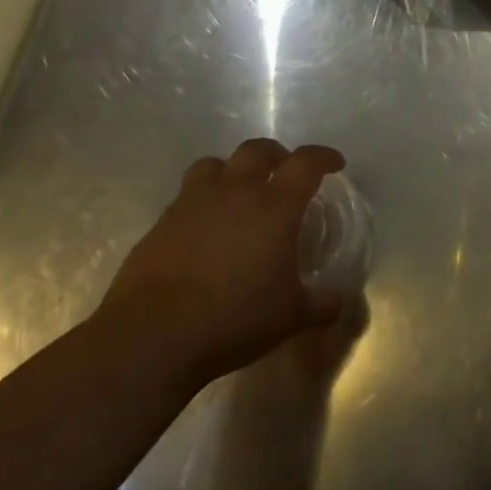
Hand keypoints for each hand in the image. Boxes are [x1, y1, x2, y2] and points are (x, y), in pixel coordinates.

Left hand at [98, 139, 345, 389]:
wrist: (150, 339)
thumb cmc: (233, 319)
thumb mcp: (290, 317)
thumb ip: (320, 304)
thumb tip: (340, 301)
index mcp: (274, 206)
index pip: (306, 163)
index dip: (323, 157)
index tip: (335, 164)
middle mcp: (235, 193)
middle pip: (257, 151)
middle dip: (276, 155)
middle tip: (284, 172)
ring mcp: (192, 205)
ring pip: (214, 165)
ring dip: (231, 171)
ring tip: (239, 191)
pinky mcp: (160, 225)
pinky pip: (185, 197)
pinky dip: (201, 203)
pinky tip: (205, 230)